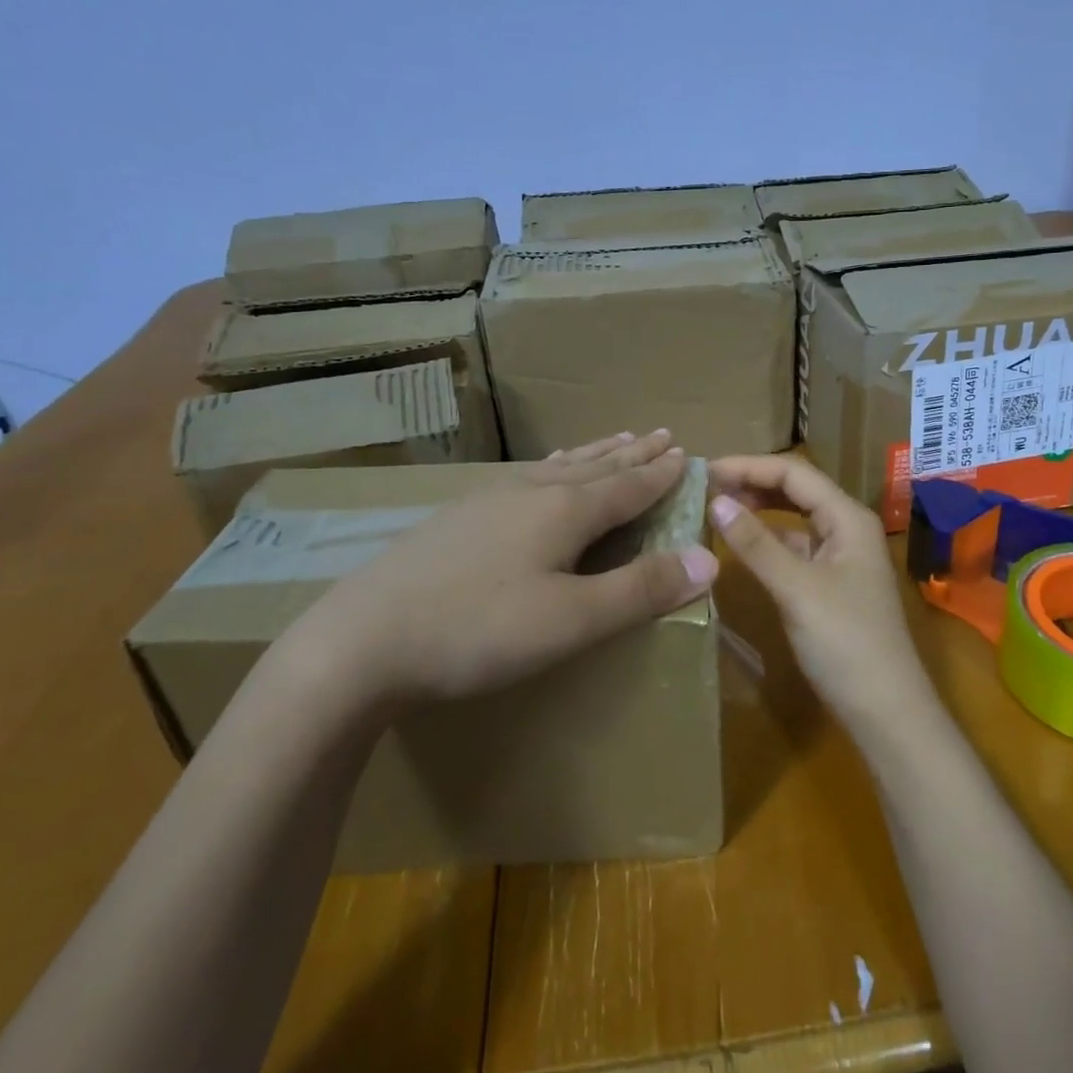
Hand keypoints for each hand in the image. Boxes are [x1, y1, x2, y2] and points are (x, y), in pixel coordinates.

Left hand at [285, 431, 718, 714]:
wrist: (362, 639)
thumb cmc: (479, 631)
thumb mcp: (572, 620)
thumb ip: (641, 590)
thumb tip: (710, 560)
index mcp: (565, 510)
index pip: (628, 485)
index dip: (660, 473)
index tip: (686, 453)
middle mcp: (532, 492)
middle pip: (596, 466)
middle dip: (632, 453)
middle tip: (660, 433)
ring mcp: (489, 499)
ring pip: (558, 466)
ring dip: (594, 453)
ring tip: (616, 439)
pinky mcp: (457, 515)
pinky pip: (524, 476)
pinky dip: (550, 467)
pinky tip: (539, 472)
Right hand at [707, 455, 933, 728]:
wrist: (885, 711)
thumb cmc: (845, 642)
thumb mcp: (796, 588)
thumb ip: (755, 543)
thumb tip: (715, 501)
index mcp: (848, 517)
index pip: (794, 473)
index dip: (749, 466)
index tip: (706, 470)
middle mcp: (847, 527)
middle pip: (796, 490)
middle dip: (753, 483)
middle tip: (706, 487)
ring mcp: (840, 556)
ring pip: (795, 518)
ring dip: (759, 509)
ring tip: (717, 507)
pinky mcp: (830, 583)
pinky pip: (795, 547)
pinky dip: (767, 540)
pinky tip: (741, 545)